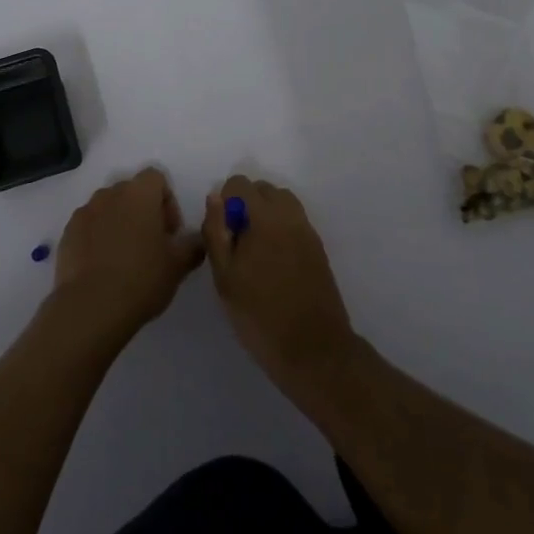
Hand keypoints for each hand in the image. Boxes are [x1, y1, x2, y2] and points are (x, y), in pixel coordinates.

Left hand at [51, 169, 202, 346]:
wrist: (91, 307)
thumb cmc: (142, 278)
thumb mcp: (178, 265)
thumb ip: (192, 245)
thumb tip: (196, 240)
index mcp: (139, 193)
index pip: (156, 178)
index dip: (167, 202)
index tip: (170, 233)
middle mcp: (110, 194)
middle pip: (131, 192)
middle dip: (143, 212)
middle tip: (151, 246)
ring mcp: (85, 212)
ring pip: (108, 208)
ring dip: (119, 224)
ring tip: (125, 259)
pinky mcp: (67, 233)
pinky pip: (88, 226)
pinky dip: (97, 238)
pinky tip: (103, 268)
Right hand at [200, 177, 356, 405]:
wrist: (313, 349)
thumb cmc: (260, 314)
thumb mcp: (225, 276)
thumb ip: (216, 232)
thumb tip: (215, 198)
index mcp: (266, 217)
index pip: (241, 184)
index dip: (225, 202)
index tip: (221, 233)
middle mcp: (291, 215)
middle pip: (264, 190)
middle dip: (245, 206)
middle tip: (235, 243)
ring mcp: (308, 231)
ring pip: (282, 204)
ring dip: (264, 216)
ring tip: (253, 252)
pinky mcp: (318, 249)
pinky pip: (294, 223)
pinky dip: (280, 229)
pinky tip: (271, 264)